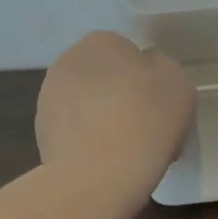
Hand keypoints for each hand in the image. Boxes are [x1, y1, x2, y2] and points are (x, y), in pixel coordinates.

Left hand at [36, 32, 194, 186]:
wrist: (98, 176)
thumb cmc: (144, 120)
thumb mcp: (177, 84)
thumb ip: (163, 68)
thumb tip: (147, 71)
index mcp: (100, 42)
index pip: (129, 53)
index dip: (148, 79)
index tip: (161, 106)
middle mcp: (67, 62)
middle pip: (105, 78)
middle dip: (122, 97)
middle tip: (147, 128)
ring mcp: (48, 99)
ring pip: (88, 106)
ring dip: (104, 120)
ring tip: (127, 152)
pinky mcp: (41, 134)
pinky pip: (75, 133)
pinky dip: (88, 143)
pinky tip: (106, 164)